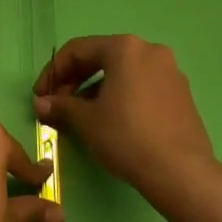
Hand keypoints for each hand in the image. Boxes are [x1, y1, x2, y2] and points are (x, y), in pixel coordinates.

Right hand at [34, 35, 221, 207]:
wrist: (181, 173)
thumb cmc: (126, 137)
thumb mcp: (86, 121)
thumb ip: (60, 106)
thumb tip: (41, 104)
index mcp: (125, 48)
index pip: (77, 50)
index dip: (52, 72)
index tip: (40, 96)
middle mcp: (150, 51)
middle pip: (101, 57)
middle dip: (73, 80)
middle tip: (57, 105)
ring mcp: (170, 71)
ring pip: (121, 72)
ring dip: (95, 89)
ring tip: (81, 116)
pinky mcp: (181, 93)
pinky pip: (140, 85)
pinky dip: (119, 96)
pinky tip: (110, 120)